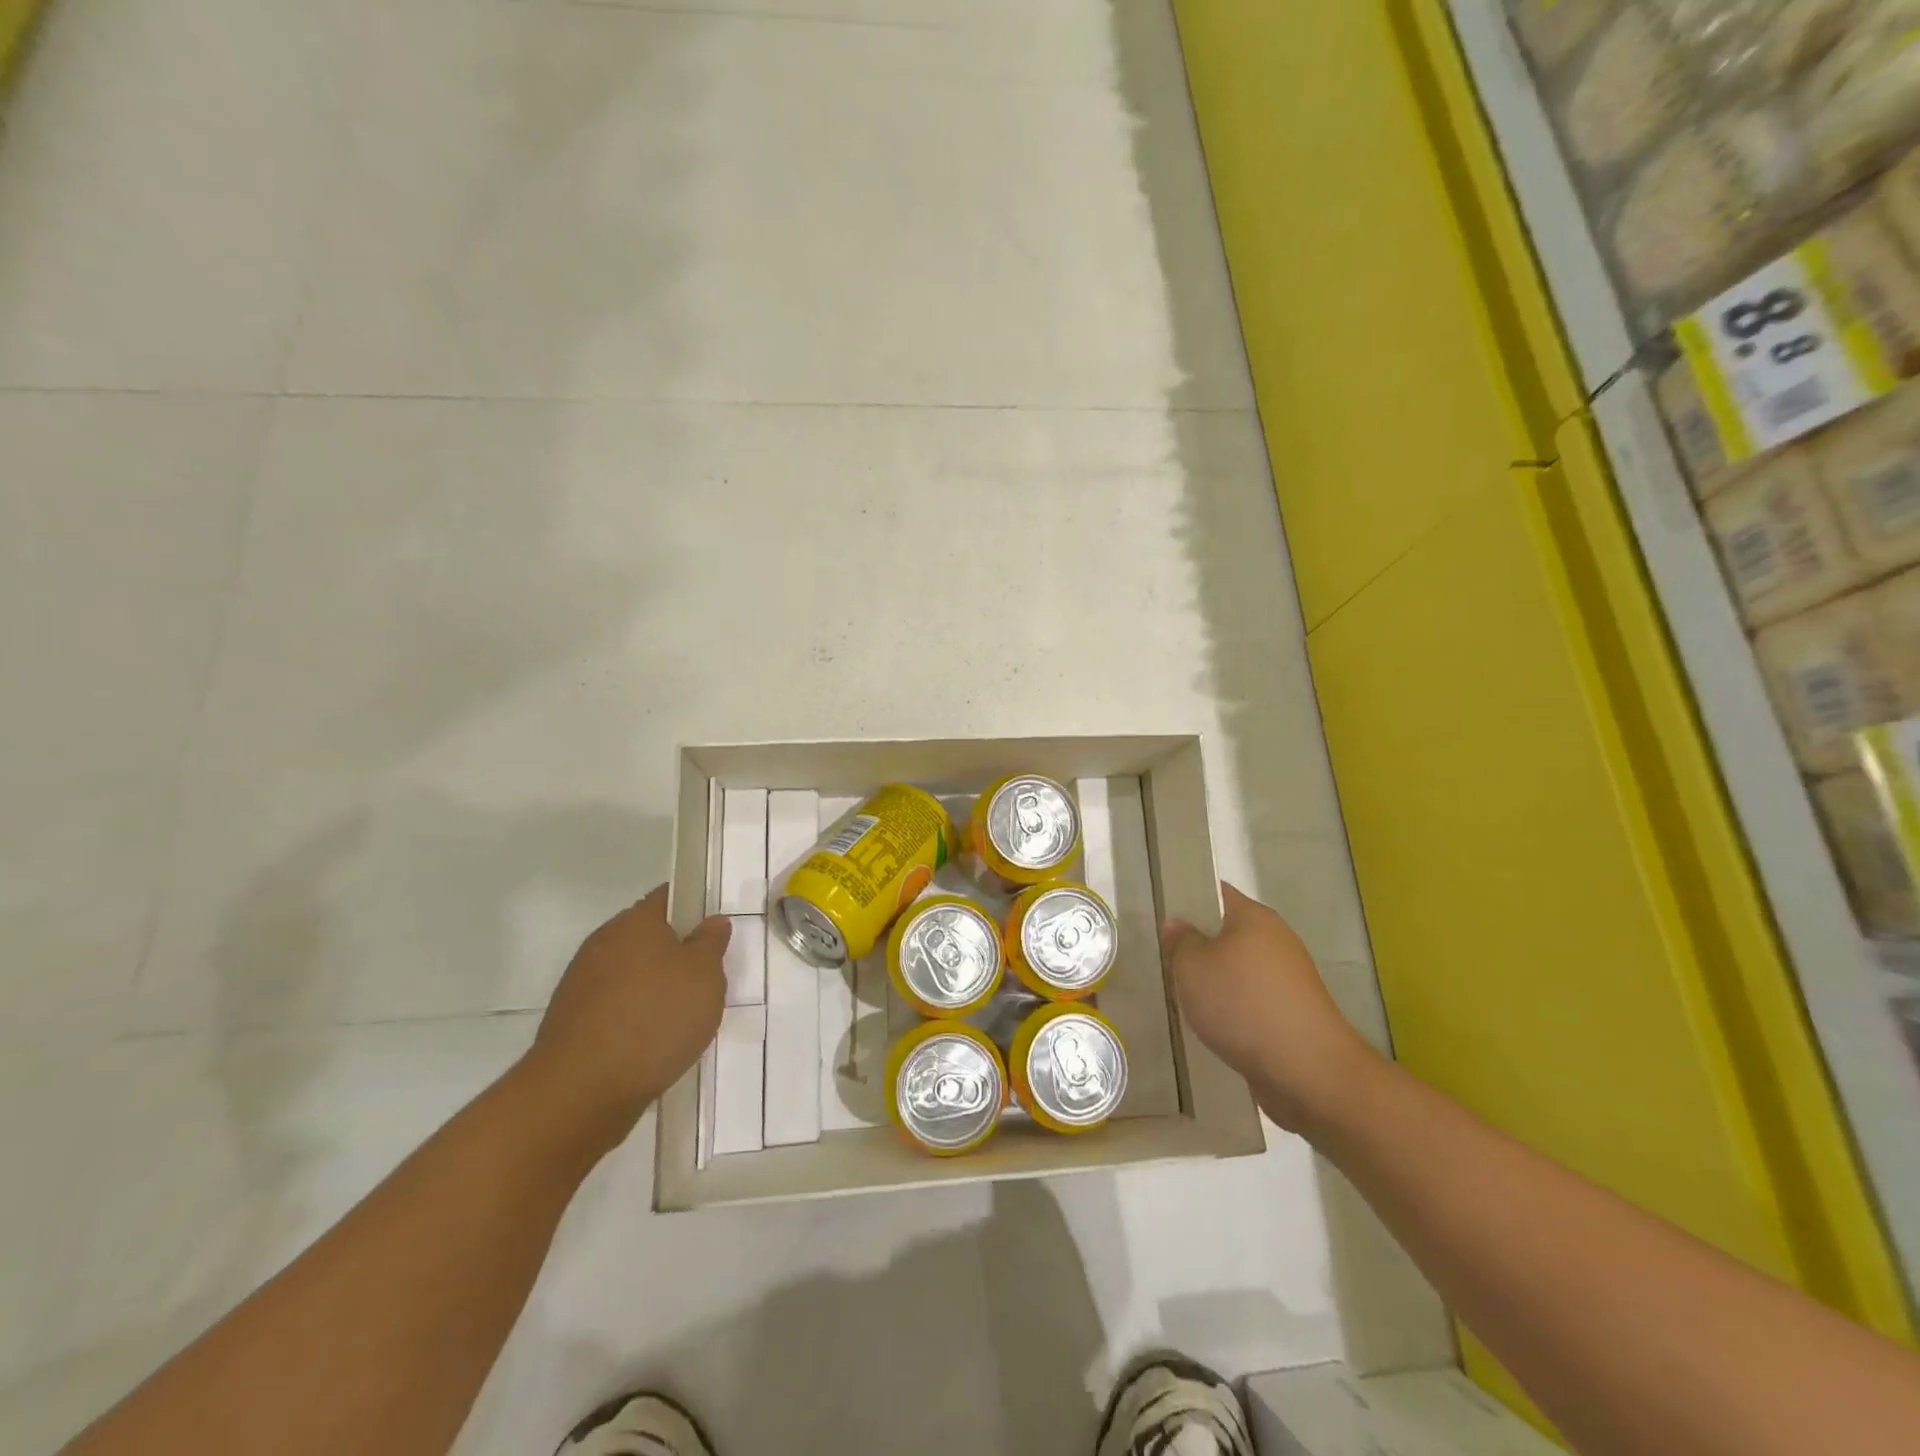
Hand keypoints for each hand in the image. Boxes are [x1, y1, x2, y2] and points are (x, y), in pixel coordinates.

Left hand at [520, 885, 727, 1154]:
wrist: (581, 1090)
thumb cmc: (655, 1018)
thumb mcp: (705, 976)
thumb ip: (711, 943)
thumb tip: (711, 922)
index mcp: (636, 921)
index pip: (668, 898)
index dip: (694, 909)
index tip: (714, 933)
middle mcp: (603, 942)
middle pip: (648, 938)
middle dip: (675, 954)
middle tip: (706, 980)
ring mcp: (581, 983)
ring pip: (630, 974)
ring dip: (654, 989)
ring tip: (681, 1020)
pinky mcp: (571, 1022)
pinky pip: (613, 1008)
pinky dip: (633, 1018)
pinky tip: (651, 1044)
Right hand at [1163, 882, 1379, 1133]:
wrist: (1307, 1071)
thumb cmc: (1242, 1004)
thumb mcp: (1191, 968)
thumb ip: (1180, 942)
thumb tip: (1178, 925)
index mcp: (1254, 917)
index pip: (1216, 894)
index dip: (1188, 901)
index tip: (1163, 919)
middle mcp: (1277, 940)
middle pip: (1228, 934)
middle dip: (1199, 948)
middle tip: (1167, 963)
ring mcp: (1290, 979)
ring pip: (1240, 971)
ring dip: (1216, 983)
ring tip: (1185, 1001)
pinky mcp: (1294, 1014)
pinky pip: (1253, 1001)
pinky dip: (1234, 1010)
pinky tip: (1214, 1028)